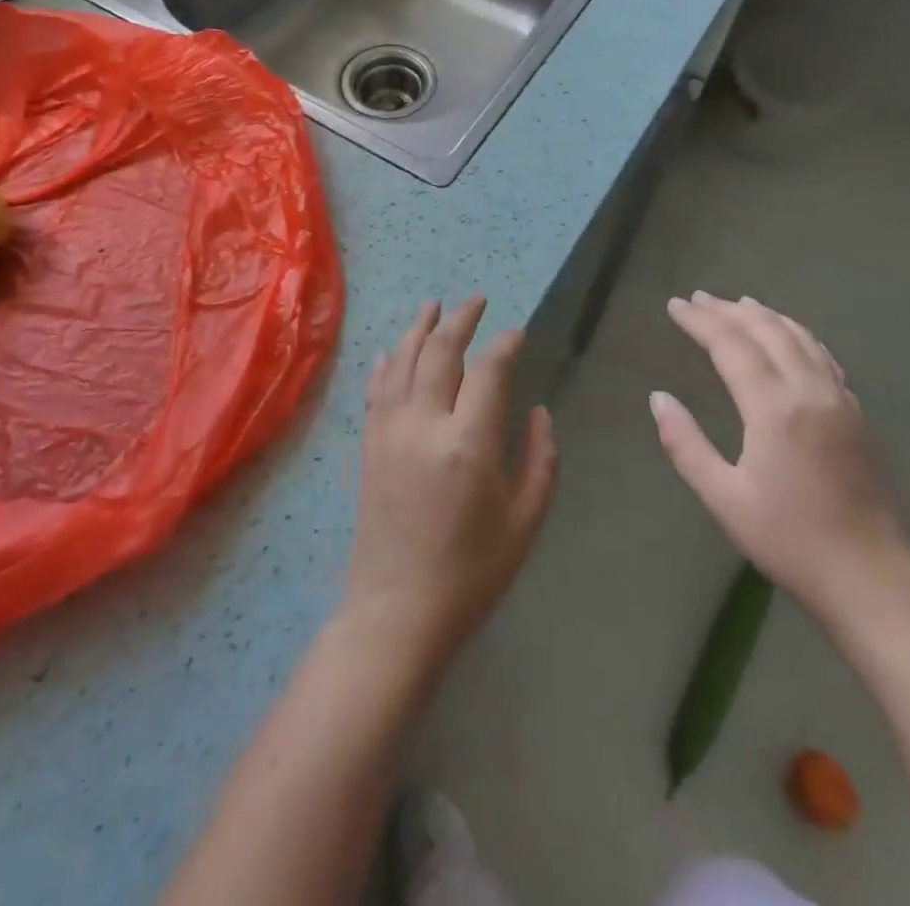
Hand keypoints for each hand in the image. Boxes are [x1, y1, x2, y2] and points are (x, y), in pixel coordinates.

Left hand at [344, 297, 558, 668]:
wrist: (397, 610)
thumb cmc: (471, 572)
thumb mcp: (525, 521)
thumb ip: (540, 458)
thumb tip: (536, 410)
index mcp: (468, 442)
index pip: (489, 370)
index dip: (506, 344)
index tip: (519, 332)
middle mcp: (424, 423)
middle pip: (441, 351)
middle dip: (461, 318)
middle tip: (477, 300)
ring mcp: (390, 431)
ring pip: (403, 361)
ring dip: (419, 328)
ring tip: (433, 305)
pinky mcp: (369, 444)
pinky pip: (377, 389)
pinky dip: (387, 362)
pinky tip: (392, 350)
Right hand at [651, 292, 907, 619]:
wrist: (872, 577)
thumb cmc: (789, 541)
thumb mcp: (724, 499)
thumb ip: (686, 445)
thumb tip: (659, 398)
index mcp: (774, 409)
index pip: (731, 346)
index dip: (701, 321)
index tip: (675, 305)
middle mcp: (809, 392)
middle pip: (767, 331)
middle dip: (729, 310)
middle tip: (698, 298)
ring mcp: (839, 400)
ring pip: (800, 338)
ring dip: (766, 316)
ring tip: (739, 303)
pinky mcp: (856, 414)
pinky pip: (823, 356)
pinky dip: (798, 335)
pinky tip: (790, 336)